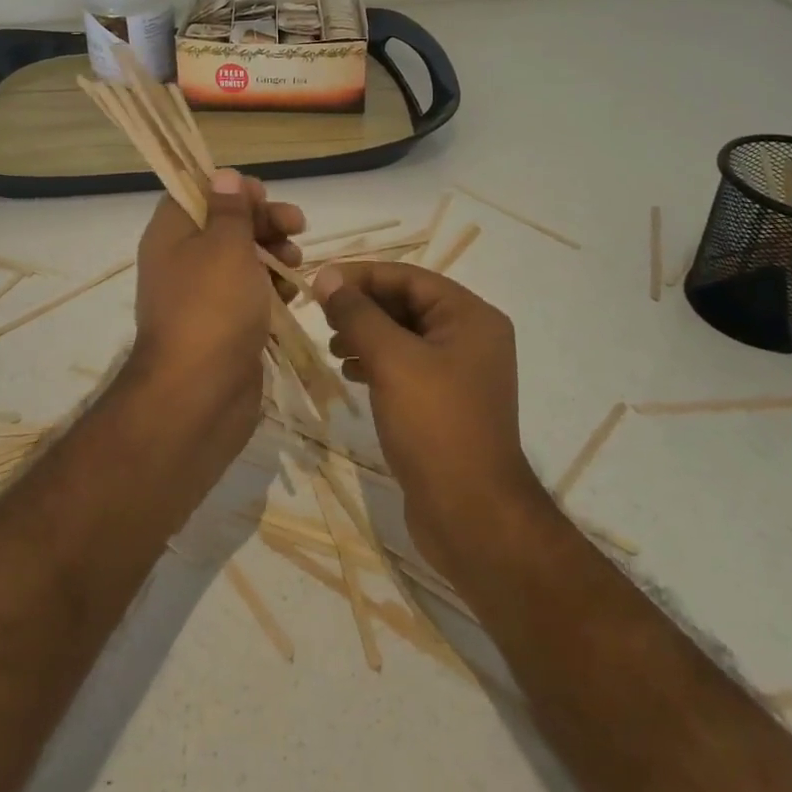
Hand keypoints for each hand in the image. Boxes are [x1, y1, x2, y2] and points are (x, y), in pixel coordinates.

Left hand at [125, 170, 304, 452]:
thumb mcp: (226, 246)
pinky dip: (271, 290)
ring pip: (242, 260)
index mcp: (171, 234)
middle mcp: (182, 261)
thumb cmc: (212, 307)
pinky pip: (249, 295)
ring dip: (273, 254)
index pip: (197, 193)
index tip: (263, 196)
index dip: (231, 189)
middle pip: (225, 225)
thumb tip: (224, 175)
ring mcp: (202, 297)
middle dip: (263, 221)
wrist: (198, 395)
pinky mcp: (223, 327)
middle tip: (297, 225)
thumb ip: (231, 209)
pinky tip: (292, 296)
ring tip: (295, 264)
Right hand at [313, 263, 545, 579]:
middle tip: (320, 314)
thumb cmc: (435, 425)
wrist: (472, 515)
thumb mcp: (392, 361)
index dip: (362, 276)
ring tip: (332, 346)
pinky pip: (407, 367)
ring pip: (404, 336)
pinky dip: (377, 363)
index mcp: (471, 317)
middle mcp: (471, 337)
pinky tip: (350, 373)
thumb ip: (358, 314)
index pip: (409, 278)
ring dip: (366, 334)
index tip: (319, 282)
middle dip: (363, 306)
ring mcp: (460, 373)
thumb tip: (326, 277)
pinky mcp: (445, 403)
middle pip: (408, 304)